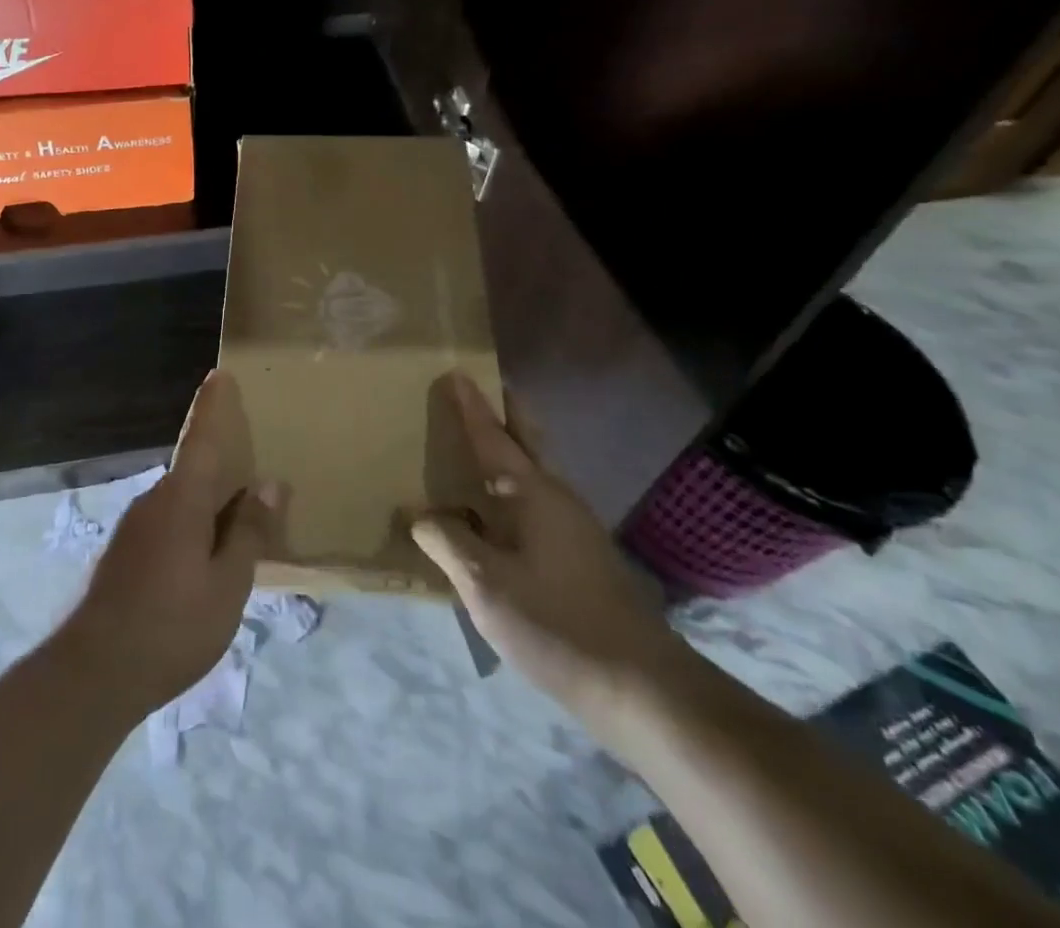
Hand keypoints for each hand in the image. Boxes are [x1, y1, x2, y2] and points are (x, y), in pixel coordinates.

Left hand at [63, 370, 287, 717]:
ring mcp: (134, 528)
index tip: (219, 375)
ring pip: (181, 504)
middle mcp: (154, 501)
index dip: (211, 406)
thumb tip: (270, 485)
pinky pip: (167, 526)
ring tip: (237, 537)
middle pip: (194, 473)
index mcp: (181, 500)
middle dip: (223, 474)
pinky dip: (191, 531)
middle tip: (256, 487)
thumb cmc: (172, 626)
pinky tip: (203, 567)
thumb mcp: (227, 585)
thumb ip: (249, 532)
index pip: (200, 439)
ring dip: (208, 510)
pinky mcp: (123, 554)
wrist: (93, 673)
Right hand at [411, 372, 685, 730]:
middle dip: (503, 413)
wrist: (640, 685)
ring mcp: (575, 526)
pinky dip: (513, 487)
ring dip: (509, 450)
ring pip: (535, 472)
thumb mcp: (486, 584)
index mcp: (533, 493)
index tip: (456, 373)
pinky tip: (496, 513)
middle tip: (477, 392)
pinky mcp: (581, 554)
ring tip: (476, 447)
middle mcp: (557, 497)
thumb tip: (419, 515)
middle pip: (527, 440)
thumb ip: (447, 543)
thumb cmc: (556, 623)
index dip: (472, 406)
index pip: (494, 436)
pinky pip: (537, 501)